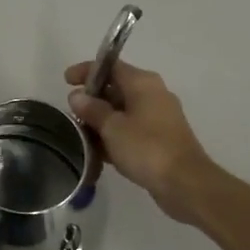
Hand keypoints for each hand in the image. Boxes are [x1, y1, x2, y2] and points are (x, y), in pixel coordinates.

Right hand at [63, 58, 215, 222]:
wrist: (184, 182)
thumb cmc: (146, 148)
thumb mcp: (112, 128)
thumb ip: (92, 109)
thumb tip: (77, 95)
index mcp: (143, 83)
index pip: (110, 66)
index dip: (86, 71)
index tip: (65, 82)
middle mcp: (152, 94)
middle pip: (116, 89)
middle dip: (92, 101)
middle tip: (71, 115)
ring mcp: (158, 117)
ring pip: (122, 112)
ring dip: (101, 122)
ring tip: (80, 137)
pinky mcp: (160, 139)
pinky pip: (131, 130)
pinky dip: (114, 137)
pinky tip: (98, 154)